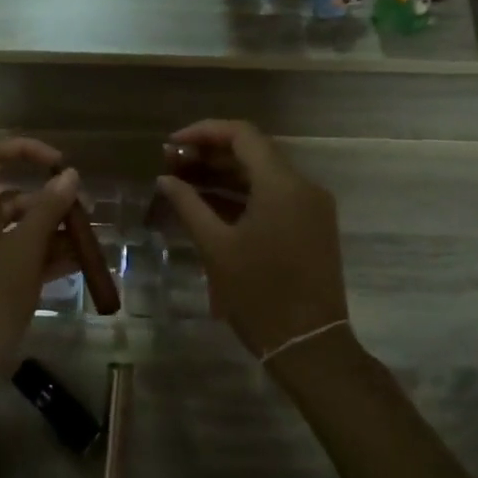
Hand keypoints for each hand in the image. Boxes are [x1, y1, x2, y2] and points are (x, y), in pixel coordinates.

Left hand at [0, 137, 80, 400]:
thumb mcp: (24, 251)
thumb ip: (49, 210)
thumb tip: (69, 174)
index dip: (28, 152)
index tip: (61, 166)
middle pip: (13, 195)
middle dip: (51, 200)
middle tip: (87, 214)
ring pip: (20, 228)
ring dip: (54, 231)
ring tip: (91, 244)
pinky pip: (19, 256)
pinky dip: (45, 256)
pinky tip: (78, 265)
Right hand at [153, 120, 351, 362]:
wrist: (310, 345)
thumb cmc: (259, 294)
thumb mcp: (216, 247)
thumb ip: (188, 205)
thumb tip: (165, 179)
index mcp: (282, 184)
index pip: (242, 134)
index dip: (203, 132)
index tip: (171, 145)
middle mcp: (303, 186)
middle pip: (253, 151)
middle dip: (210, 153)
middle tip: (172, 164)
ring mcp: (311, 207)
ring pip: (264, 174)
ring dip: (225, 174)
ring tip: (184, 182)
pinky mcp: (312, 226)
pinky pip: (274, 196)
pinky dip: (243, 195)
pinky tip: (211, 204)